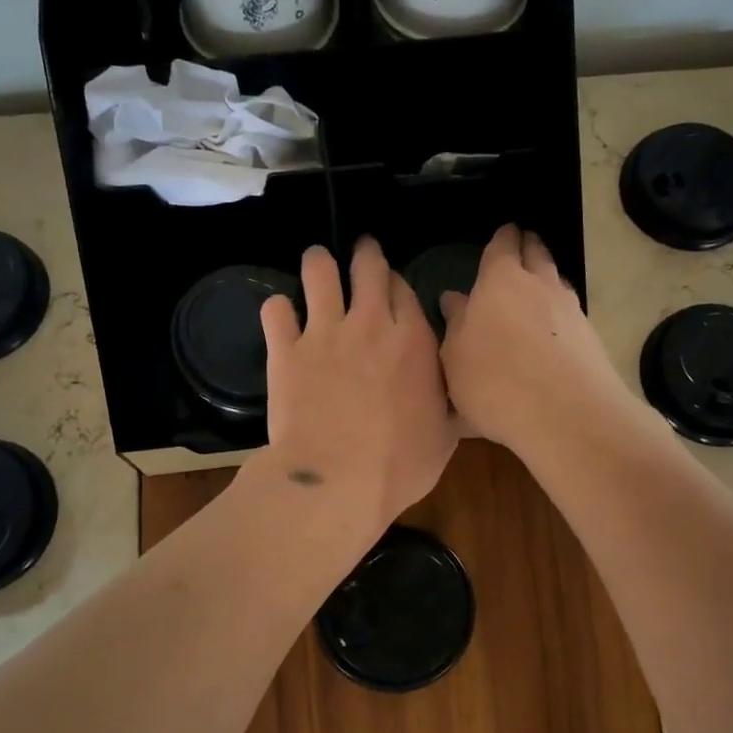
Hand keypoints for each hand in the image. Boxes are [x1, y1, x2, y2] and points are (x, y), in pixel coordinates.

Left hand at [256, 238, 457, 530]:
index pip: (405, 291)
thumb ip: (447, 403)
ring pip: (319, 273)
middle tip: (362, 252)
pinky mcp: (286, 350)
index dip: (398, 285)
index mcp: (414, 341)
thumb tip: (456, 394)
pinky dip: (278, 310)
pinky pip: (276, 311)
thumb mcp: (444, 437)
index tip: (393, 289)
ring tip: (317, 262)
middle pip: (368, 268)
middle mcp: (370, 324)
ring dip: (319, 264)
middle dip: (365, 254)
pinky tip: (280, 315)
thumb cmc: (399, 466)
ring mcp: (325, 333)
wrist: (336, 480)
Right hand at [439, 226, 641, 460]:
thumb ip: (456, 325)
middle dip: (529, 247)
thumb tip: (455, 299)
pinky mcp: (591, 338)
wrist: (566, 414)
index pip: (502, 247)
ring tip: (538, 285)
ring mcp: (570, 310)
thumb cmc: (494, 382)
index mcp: (499, 282)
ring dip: (547, 278)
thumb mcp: (456, 358)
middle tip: (523, 246)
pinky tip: (553, 328)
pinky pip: (570, 313)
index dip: (502, 239)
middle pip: (537, 254)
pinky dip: (559, 313)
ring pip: (557, 281)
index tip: (504, 232)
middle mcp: (539, 285)